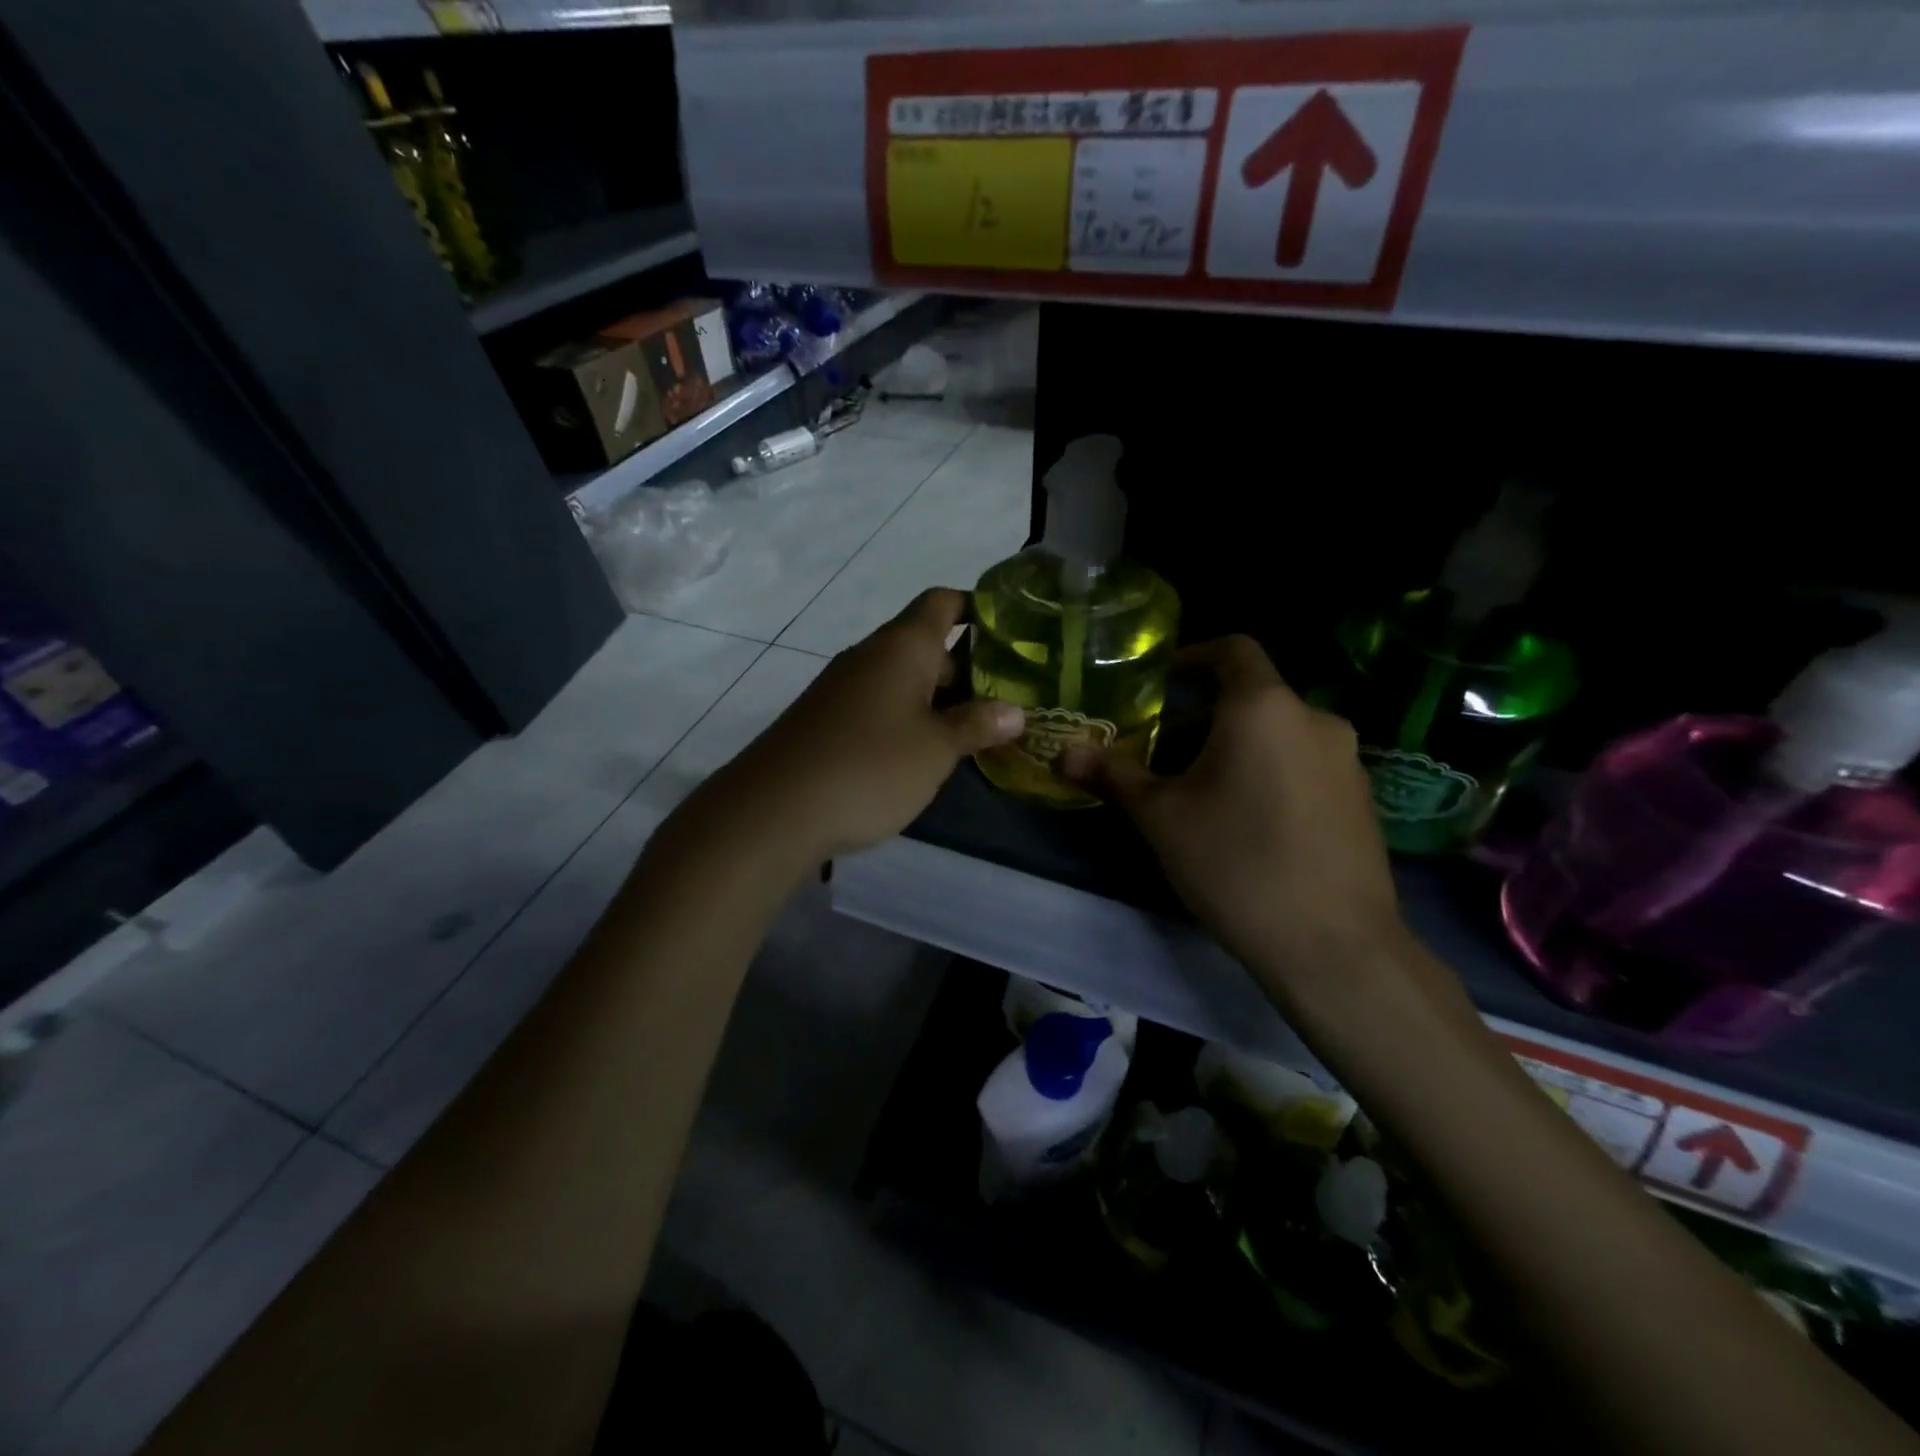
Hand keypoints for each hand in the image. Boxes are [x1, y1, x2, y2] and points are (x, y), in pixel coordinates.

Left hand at [719, 588, 1023, 860]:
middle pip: (926, 644)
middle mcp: (871, 654)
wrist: (775, 809)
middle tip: (1004, 702)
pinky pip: (878, 703)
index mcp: (903, 646)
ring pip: (902, 678)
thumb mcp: (936, 749)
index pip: (943, 602)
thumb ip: (977, 726)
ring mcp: (843, 686)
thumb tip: (1015, 712)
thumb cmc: (871, 766)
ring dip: (937, 699)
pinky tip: (921, 754)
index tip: (1010, 634)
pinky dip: (906, 718)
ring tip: (972, 732)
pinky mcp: (825, 717)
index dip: (977, 608)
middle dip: (966, 669)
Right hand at [1060, 636, 1412, 1011]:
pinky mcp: (1362, 799)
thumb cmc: (1236, 863)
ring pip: (1280, 733)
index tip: (1162, 683)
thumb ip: (1113, 776)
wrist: (1333, 945)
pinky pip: (1306, 764)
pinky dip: (1272, 772)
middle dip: (1206, 716)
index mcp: (1264, 708)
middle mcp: (1315, 719)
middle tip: (1165, 753)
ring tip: (1202, 791)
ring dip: (1239, 746)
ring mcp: (1347, 760)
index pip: (1233, 650)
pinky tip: (1250, 822)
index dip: (1194, 656)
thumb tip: (1064, 754)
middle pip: (1253, 696)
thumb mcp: (1161, 818)